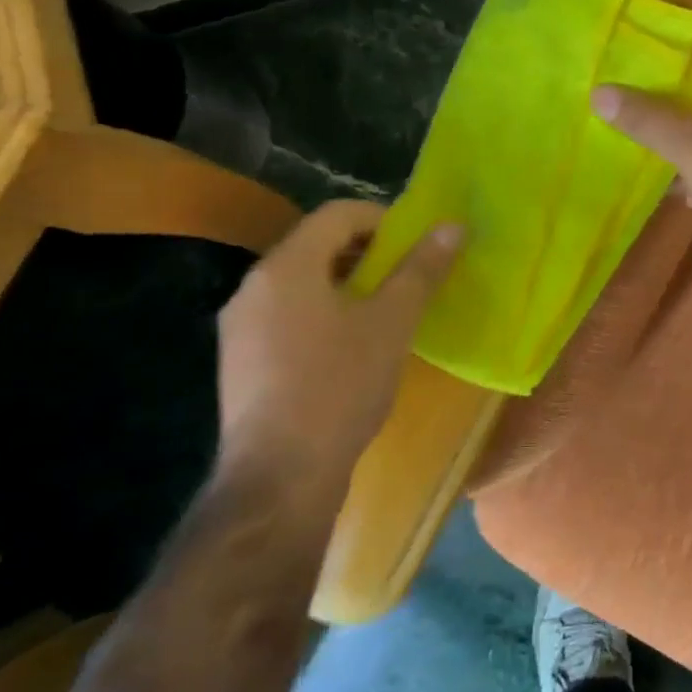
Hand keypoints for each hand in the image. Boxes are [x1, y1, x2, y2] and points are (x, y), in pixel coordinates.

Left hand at [215, 201, 459, 514]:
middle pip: (317, 245)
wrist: (280, 477)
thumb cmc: (340, 386)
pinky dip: (322, 313)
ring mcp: (239, 326)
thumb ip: (421, 269)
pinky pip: (287, 315)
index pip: (338, 213)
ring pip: (302, 282)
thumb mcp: (392, 322)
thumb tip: (452, 225)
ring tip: (384, 313)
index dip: (384, 219)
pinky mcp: (239, 361)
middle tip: (407, 279)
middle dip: (367, 254)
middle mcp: (253, 285)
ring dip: (346, 285)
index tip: (416, 247)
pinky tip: (349, 349)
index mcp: (286, 265)